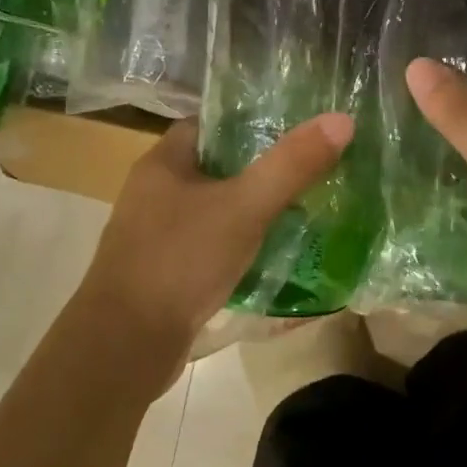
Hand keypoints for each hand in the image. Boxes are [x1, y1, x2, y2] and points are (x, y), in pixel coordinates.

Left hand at [68, 113, 353, 390]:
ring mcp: (156, 237)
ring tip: (302, 212)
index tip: (292, 129)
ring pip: (214, 212)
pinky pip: (209, 249)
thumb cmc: (180, 261)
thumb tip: (341, 120)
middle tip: (308, 171)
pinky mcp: (165, 274)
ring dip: (250, 213)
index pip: (207, 125)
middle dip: (258, 171)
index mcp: (162, 164)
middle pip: (214, 169)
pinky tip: (272, 257)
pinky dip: (238, 249)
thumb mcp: (244, 208)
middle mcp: (153, 194)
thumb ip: (291, 165)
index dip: (248, 122)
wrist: (126, 346)